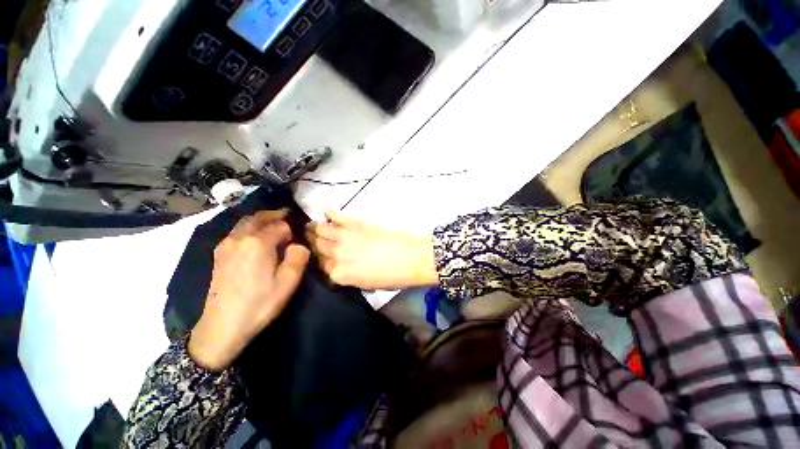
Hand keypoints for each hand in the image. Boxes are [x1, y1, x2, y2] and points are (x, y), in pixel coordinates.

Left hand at [189, 210, 309, 371]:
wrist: (222, 326)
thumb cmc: (260, 303)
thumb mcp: (288, 282)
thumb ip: (298, 256)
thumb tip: (298, 244)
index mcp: (258, 243)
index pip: (280, 225)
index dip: (292, 229)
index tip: (299, 236)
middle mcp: (240, 238)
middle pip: (259, 217)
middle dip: (275, 215)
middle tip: (288, 216)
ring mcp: (226, 245)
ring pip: (246, 222)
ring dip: (261, 219)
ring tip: (274, 224)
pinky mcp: (219, 254)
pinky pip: (237, 231)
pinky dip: (250, 227)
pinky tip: (256, 237)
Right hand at [306, 209, 437, 290]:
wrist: (410, 257)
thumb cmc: (392, 276)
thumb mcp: (367, 285)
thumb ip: (349, 277)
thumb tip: (342, 270)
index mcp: (339, 274)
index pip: (322, 267)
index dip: (323, 262)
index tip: (325, 257)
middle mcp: (335, 255)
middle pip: (318, 247)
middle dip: (314, 243)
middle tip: (313, 239)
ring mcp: (343, 237)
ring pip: (320, 230)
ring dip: (315, 228)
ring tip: (313, 225)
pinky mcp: (353, 223)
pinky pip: (336, 215)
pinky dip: (328, 212)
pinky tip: (325, 210)